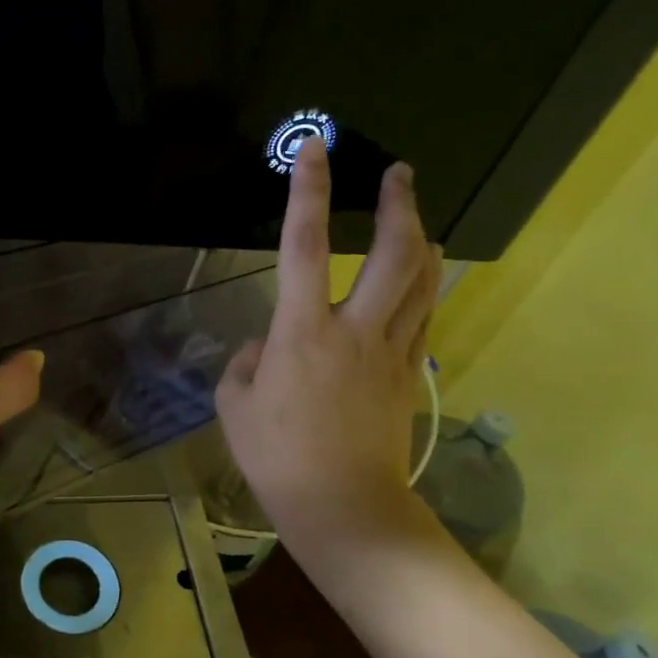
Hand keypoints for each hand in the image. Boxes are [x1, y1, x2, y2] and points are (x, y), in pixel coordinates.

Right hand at [215, 139, 442, 579]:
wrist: (343, 507)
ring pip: (423, 280)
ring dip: (421, 239)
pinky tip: (418, 280)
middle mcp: (355, 330)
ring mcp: (391, 352)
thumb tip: (266, 347)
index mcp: (302, 333)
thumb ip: (247, 364)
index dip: (308, 193)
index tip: (315, 149)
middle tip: (399, 173)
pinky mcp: (409, 375)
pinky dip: (423, 287)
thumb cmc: (277, 458)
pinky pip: (422, 317)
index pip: (305, 246)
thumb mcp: (234, 406)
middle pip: (394, 253)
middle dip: (399, 205)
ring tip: (414, 217)